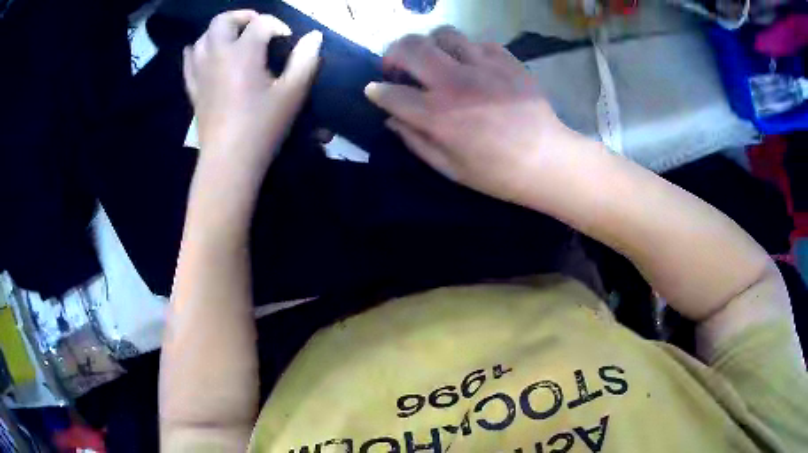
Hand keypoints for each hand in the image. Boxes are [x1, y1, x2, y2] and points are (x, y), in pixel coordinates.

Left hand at [184, 10, 321, 177]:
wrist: (229, 161)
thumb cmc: (262, 127)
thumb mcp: (292, 94)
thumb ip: (305, 60)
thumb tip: (314, 36)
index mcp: (243, 53)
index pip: (261, 23)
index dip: (278, 26)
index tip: (289, 40)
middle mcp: (217, 55)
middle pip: (223, 21)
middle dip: (242, 17)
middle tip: (258, 27)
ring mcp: (201, 72)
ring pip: (203, 37)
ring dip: (220, 32)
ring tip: (234, 40)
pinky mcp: (194, 89)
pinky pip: (189, 61)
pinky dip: (196, 51)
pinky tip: (204, 53)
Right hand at [365, 26, 581, 204]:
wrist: (548, 160)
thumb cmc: (497, 173)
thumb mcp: (449, 168)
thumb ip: (415, 141)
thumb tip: (392, 119)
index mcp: (437, 115)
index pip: (391, 92)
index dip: (377, 91)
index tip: (375, 90)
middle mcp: (455, 82)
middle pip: (411, 47)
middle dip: (393, 53)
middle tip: (398, 66)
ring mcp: (483, 66)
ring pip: (443, 34)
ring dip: (430, 44)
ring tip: (435, 59)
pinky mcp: (506, 60)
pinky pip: (477, 42)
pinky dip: (467, 51)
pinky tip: (471, 66)